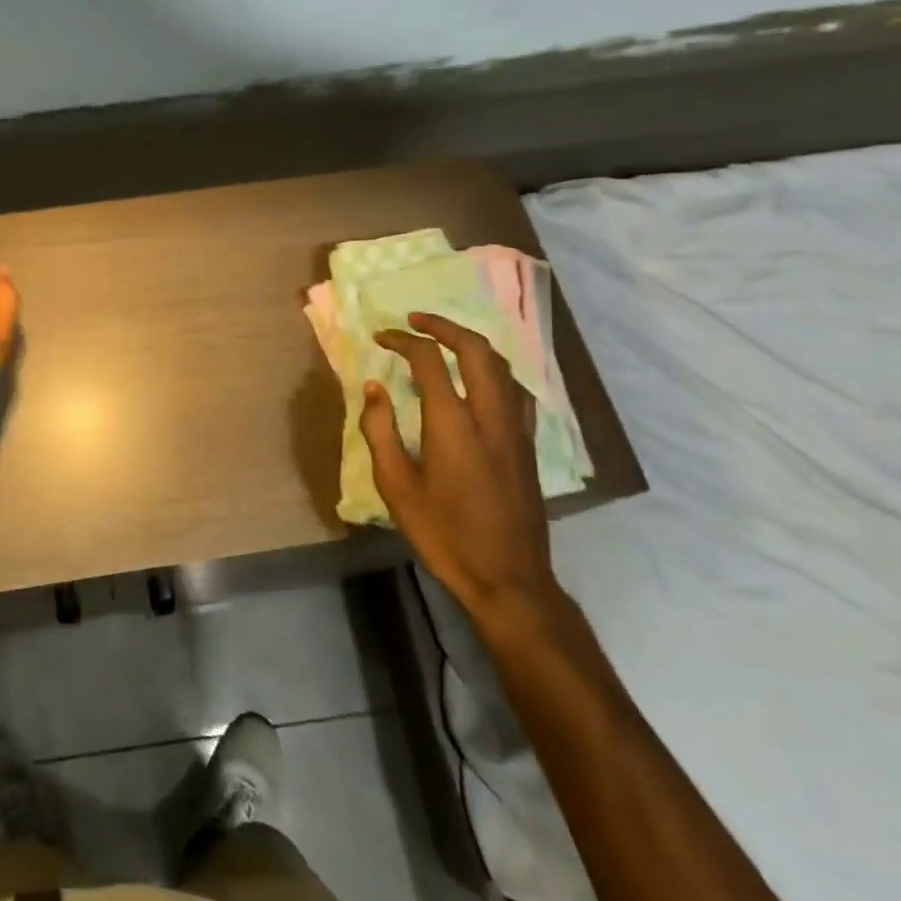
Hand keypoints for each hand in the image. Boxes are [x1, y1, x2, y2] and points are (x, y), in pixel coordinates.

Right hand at [359, 312, 562, 628]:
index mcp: (453, 424)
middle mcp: (490, 416)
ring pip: (502, 367)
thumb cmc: (444, 534)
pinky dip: (494, 371)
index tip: (381, 337)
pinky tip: (480, 382)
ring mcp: (515, 430)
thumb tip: (373, 388)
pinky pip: (515, 390)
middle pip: (476, 350)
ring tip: (445, 341)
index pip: (429, 361)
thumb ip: (380, 431)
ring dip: (472, 344)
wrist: (508, 578)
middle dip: (444, 327)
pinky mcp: (528, 446)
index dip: (403, 341)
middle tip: (416, 321)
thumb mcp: (396, 486)